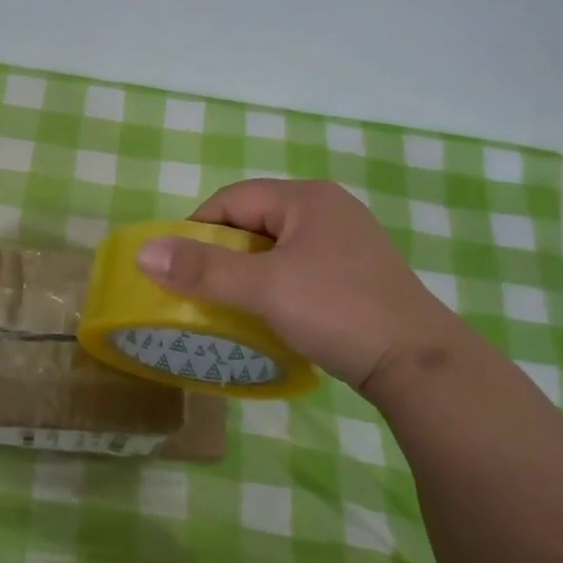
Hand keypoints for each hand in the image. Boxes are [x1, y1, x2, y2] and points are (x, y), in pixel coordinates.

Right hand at [135, 179, 467, 393]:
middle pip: (254, 222)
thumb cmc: (337, 311)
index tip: (177, 268)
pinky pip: (299, 269)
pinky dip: (275, 287)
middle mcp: (328, 210)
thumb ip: (202, 269)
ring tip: (230, 307)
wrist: (420, 364)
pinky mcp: (356, 275)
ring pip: (276, 249)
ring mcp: (347, 243)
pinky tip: (270, 316)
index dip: (197, 228)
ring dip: (247, 274)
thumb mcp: (263, 288)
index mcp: (306, 198)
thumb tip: (143, 252)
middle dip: (222, 255)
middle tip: (200, 292)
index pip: (232, 199)